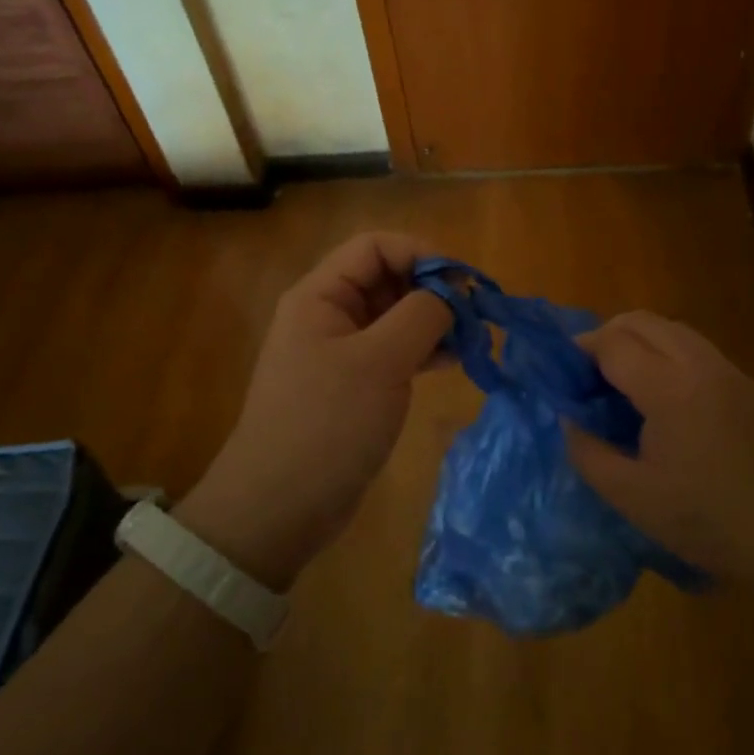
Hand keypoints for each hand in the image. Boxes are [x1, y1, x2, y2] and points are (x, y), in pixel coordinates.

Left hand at [179, 232, 451, 589]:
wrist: (280, 508)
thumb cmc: (327, 423)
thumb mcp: (380, 361)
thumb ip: (421, 314)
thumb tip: (452, 291)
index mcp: (321, 296)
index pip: (375, 247)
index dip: (420, 253)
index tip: (461, 282)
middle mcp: (329, 314)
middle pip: (387, 278)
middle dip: (432, 289)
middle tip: (473, 314)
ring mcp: (340, 351)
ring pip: (395, 315)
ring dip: (434, 320)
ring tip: (471, 339)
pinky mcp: (354, 384)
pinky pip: (394, 349)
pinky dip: (424, 348)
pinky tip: (454, 361)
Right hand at [566, 311, 753, 586]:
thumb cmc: (708, 519)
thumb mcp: (633, 498)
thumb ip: (589, 453)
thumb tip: (569, 419)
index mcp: (669, 388)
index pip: (613, 343)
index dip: (581, 351)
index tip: (564, 375)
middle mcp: (699, 364)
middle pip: (642, 321)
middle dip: (607, 335)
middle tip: (588, 373)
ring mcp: (728, 370)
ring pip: (672, 329)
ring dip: (639, 340)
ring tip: (622, 380)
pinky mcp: (746, 384)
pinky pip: (695, 348)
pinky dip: (667, 353)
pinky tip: (664, 396)